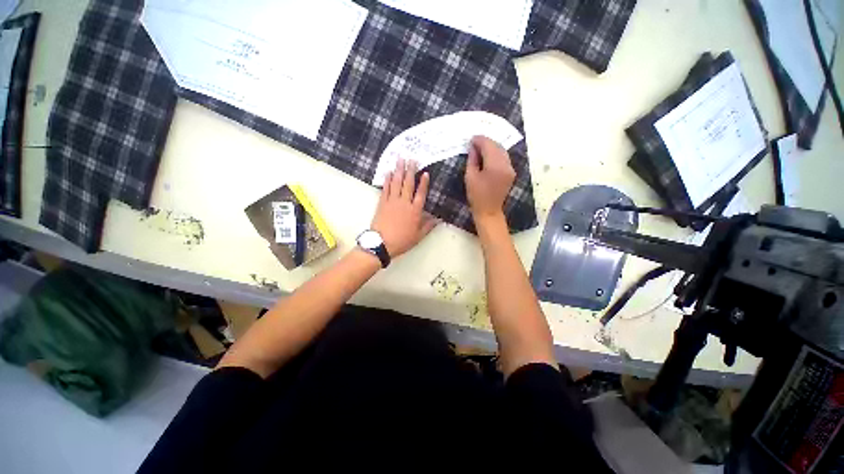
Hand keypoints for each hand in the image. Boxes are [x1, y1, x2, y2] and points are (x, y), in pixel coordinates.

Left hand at [371, 159, 439, 257]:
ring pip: (396, 183)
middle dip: (410, 170)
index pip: (421, 193)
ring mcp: (392, 201)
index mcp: (415, 211)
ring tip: (400, 159)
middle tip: (412, 159)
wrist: (381, 244)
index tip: (425, 173)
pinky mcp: (382, 203)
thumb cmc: (402, 241)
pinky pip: (385, 189)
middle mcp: (404, 203)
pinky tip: (388, 172)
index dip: (424, 183)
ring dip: (398, 170)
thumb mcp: (418, 236)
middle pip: (408, 184)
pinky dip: (387, 180)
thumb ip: (428, 226)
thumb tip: (438, 219)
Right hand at [465, 136, 515, 226]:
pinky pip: (504, 158)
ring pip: (502, 151)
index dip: (480, 140)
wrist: (489, 211)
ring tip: (480, 149)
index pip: (489, 146)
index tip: (471, 139)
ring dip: (492, 147)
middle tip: (474, 143)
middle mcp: (505, 165)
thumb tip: (473, 147)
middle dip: (486, 142)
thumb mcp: (470, 177)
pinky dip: (496, 154)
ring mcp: (510, 169)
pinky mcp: (511, 173)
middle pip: (497, 146)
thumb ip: (472, 160)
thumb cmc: (476, 196)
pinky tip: (488, 156)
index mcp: (494, 166)